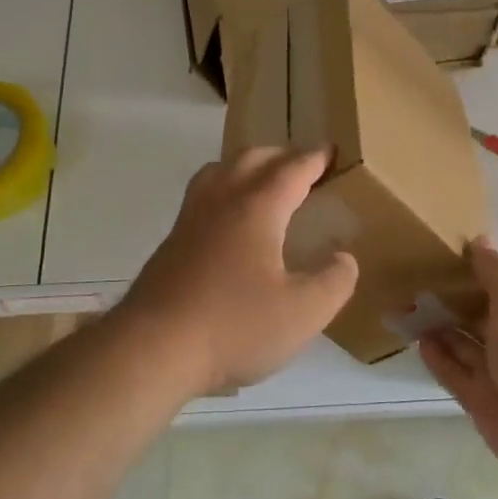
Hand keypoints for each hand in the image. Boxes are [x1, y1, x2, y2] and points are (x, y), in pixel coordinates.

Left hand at [121, 148, 359, 396]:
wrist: (153, 348)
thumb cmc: (233, 326)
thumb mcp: (302, 313)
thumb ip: (333, 282)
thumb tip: (344, 257)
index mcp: (256, 208)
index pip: (291, 170)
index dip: (314, 159)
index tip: (330, 150)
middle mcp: (221, 201)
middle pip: (251, 159)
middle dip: (280, 156)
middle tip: (302, 166)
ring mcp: (190, 219)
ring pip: (219, 171)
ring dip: (246, 167)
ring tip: (264, 183)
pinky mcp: (172, 241)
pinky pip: (202, 195)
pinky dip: (224, 189)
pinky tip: (229, 222)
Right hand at [420, 238, 497, 491]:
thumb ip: (494, 272)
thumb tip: (478, 239)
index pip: (494, 288)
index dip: (468, 273)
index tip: (435, 256)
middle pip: (475, 317)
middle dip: (447, 301)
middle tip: (409, 282)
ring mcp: (497, 376)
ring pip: (461, 345)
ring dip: (436, 328)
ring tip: (405, 309)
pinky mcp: (481, 404)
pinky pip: (454, 374)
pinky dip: (437, 358)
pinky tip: (418, 342)